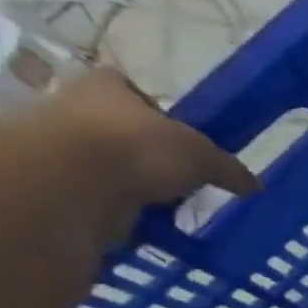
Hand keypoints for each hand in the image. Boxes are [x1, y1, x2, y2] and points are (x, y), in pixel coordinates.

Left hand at [41, 67, 257, 213]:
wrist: (71, 182)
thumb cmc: (137, 147)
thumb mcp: (201, 156)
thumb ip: (228, 168)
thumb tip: (256, 186)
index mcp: (107, 85)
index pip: (131, 89)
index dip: (156, 112)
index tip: (177, 140)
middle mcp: (74, 104)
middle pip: (117, 127)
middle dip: (143, 152)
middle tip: (174, 179)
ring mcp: (57, 143)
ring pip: (104, 162)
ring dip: (128, 183)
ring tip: (160, 206)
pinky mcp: (51, 182)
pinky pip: (93, 194)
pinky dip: (115, 208)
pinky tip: (138, 222)